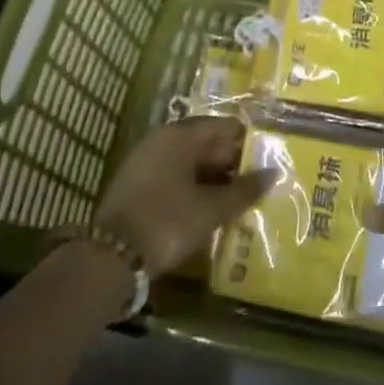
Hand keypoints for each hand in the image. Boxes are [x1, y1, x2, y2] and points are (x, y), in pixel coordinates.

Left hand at [92, 116, 277, 273]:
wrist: (110, 257)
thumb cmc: (167, 222)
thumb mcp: (211, 209)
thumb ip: (243, 191)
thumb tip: (273, 174)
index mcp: (181, 134)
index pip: (222, 126)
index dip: (246, 141)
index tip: (266, 159)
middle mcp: (162, 138)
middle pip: (205, 143)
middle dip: (230, 163)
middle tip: (255, 184)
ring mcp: (146, 160)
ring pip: (188, 162)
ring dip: (212, 178)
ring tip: (236, 200)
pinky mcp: (136, 184)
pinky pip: (173, 176)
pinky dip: (192, 188)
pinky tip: (207, 209)